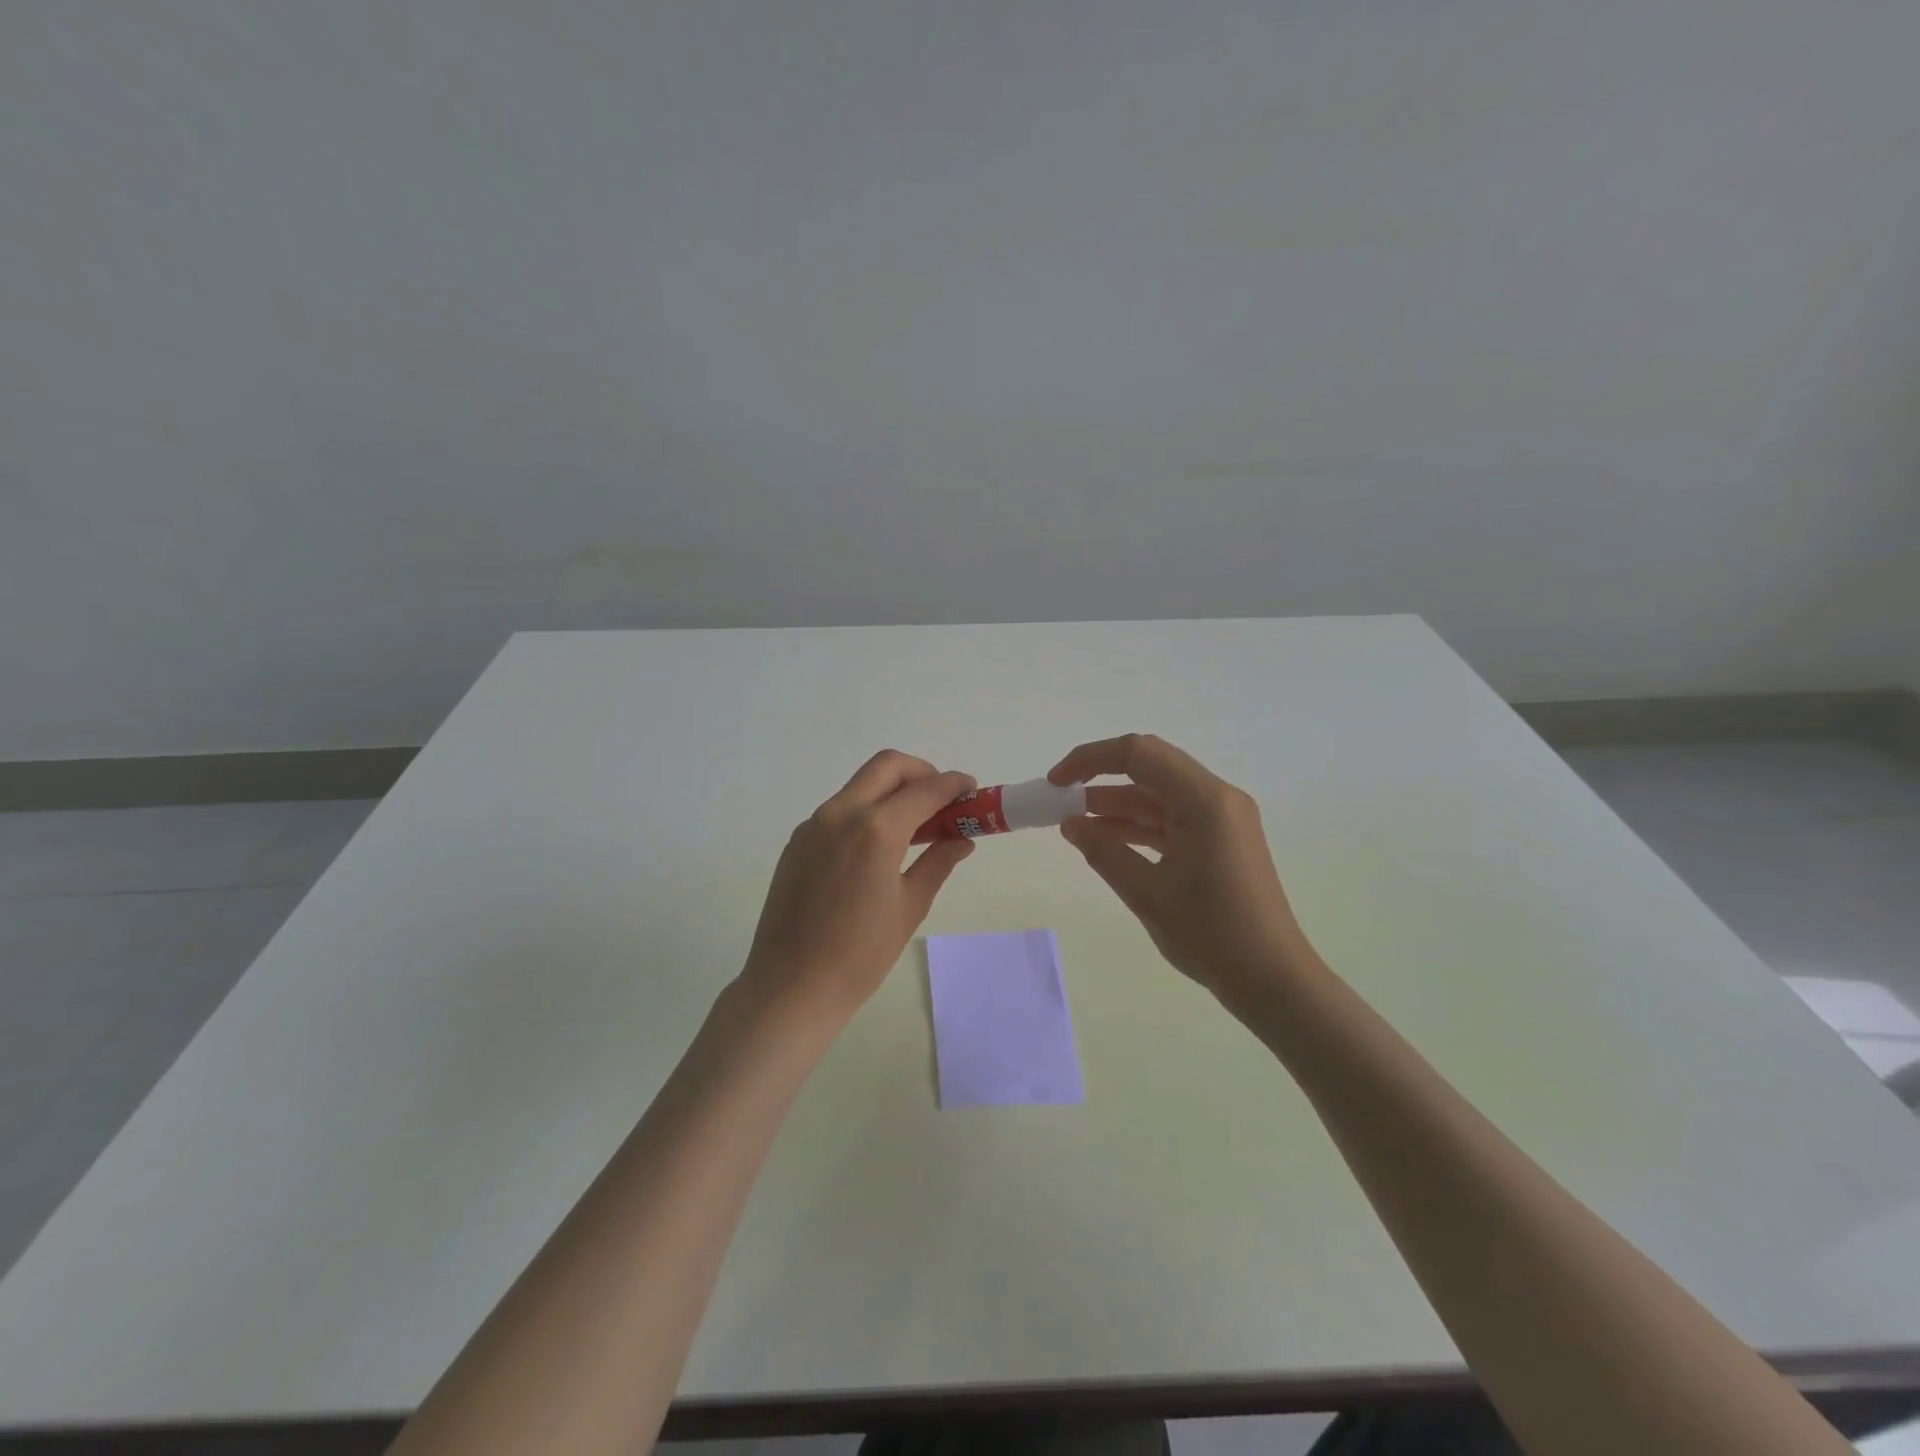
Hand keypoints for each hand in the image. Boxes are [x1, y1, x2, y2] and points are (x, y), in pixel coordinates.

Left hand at [741, 751, 976, 1024]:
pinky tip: (877, 847)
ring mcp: (814, 825)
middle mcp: (841, 813)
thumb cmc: (861, 954)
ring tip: (914, 826)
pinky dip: (866, 811)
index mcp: (875, 829)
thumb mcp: (910, 906)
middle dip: (921, 772)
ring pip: (860, 785)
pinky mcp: (798, 841)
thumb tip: (962, 839)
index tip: (972, 790)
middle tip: (941, 800)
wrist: (791, 986)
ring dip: (892, 791)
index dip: (954, 785)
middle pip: (887, 766)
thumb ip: (939, 862)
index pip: (925, 789)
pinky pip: (839, 809)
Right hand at [1050, 734, 1313, 1007]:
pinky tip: (1107, 841)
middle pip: (1150, 768)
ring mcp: (1222, 820)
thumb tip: (1071, 824)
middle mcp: (1217, 799)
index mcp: (1204, 800)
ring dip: (1117, 805)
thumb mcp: (1146, 893)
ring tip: (1074, 824)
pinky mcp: (1221, 842)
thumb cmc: (1211, 934)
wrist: (1273, 981)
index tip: (1056, 783)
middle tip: (1061, 800)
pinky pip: (1172, 819)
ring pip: (1159, 795)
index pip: (1138, 754)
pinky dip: (1138, 826)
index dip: (1090, 759)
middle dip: (1101, 778)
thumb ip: (1103, 852)